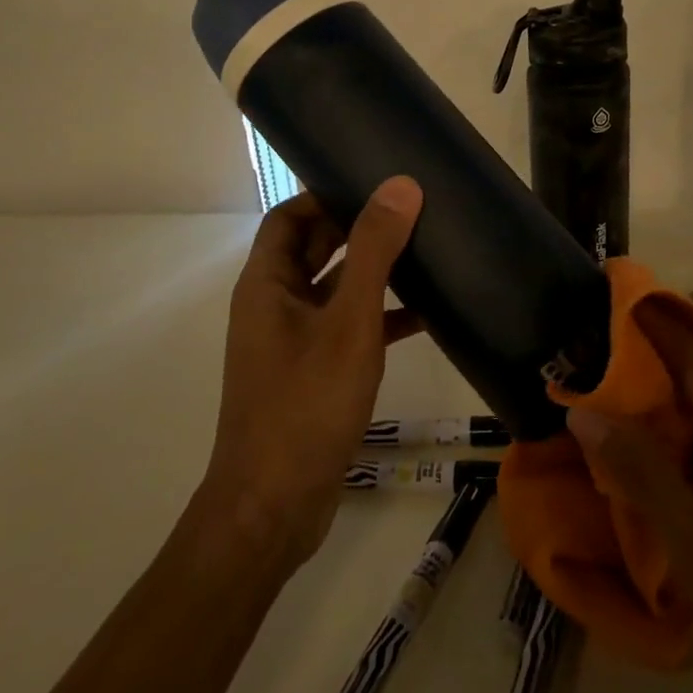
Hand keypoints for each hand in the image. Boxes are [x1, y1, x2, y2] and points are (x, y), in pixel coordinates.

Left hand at [201, 179, 423, 568]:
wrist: (275, 508)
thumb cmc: (306, 404)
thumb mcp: (348, 322)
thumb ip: (373, 252)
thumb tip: (399, 186)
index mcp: (267, 285)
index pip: (288, 218)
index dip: (324, 196)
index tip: (372, 184)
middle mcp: (274, 307)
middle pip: (314, 251)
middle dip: (358, 230)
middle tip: (410, 213)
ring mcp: (293, 343)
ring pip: (335, 291)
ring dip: (373, 274)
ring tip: (424, 254)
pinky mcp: (314, 374)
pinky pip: (348, 329)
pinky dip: (380, 318)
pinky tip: (425, 317)